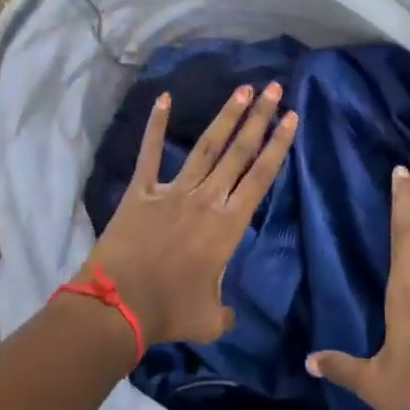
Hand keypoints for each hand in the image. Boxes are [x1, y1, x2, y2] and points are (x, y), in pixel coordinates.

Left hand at [84, 82, 297, 347]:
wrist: (118, 306)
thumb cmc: (169, 313)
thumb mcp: (210, 320)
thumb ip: (226, 312)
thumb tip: (231, 314)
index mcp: (227, 226)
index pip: (260, 177)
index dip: (278, 146)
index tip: (291, 118)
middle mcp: (206, 199)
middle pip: (238, 152)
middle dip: (259, 118)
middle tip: (274, 89)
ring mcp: (173, 191)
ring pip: (206, 146)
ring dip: (226, 116)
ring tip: (243, 89)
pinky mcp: (142, 190)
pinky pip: (150, 153)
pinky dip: (156, 125)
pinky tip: (164, 98)